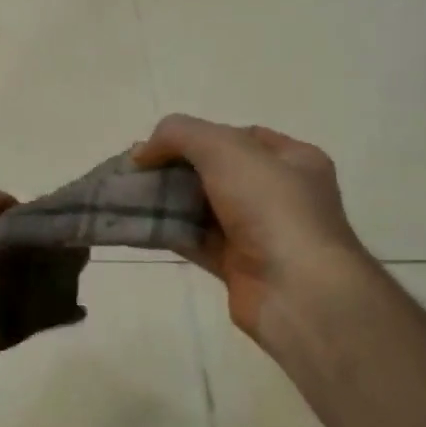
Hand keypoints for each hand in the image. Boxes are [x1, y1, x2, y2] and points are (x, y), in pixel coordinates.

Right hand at [133, 114, 368, 352]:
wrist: (298, 291)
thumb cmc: (272, 207)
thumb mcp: (225, 149)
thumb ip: (180, 135)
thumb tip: (143, 151)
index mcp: (293, 160)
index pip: (241, 137)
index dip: (198, 135)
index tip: (160, 146)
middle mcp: (280, 195)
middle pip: (217, 172)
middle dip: (176, 169)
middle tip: (137, 172)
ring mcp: (261, 233)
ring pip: (204, 208)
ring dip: (168, 201)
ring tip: (127, 196)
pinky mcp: (239, 267)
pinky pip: (197, 242)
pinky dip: (170, 232)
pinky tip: (139, 225)